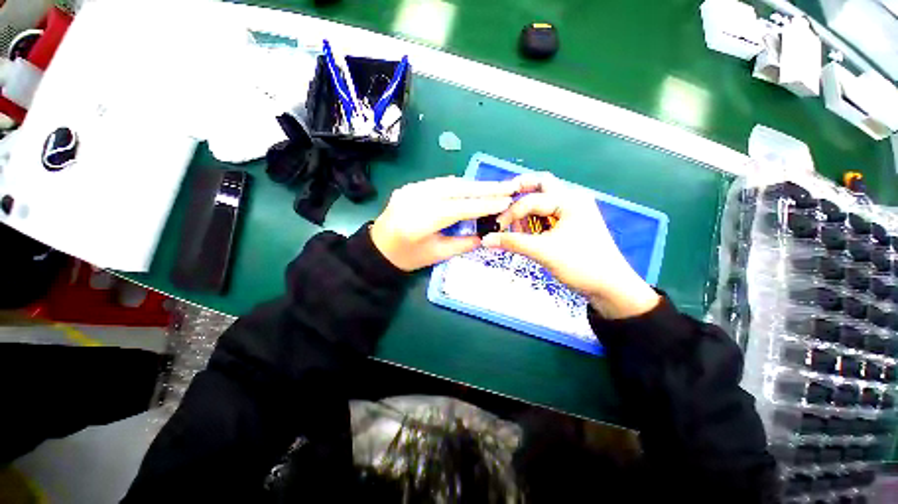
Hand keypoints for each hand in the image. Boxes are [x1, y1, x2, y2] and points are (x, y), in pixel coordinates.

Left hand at [370, 177, 516, 271]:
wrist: (378, 249)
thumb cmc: (408, 257)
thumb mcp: (437, 254)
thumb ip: (463, 243)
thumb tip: (487, 234)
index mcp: (419, 222)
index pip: (458, 208)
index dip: (483, 204)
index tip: (506, 201)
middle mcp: (414, 200)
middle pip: (456, 190)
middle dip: (485, 188)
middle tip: (508, 186)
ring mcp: (410, 190)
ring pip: (449, 183)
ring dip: (474, 185)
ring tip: (496, 186)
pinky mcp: (410, 186)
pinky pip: (439, 183)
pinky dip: (458, 185)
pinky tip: (472, 187)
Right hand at [481, 173, 659, 318]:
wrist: (609, 287)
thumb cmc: (581, 265)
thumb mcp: (544, 252)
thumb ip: (513, 243)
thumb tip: (486, 239)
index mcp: (569, 201)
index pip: (531, 200)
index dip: (510, 214)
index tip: (495, 228)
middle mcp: (572, 200)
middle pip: (542, 185)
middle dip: (521, 191)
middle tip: (502, 201)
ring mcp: (572, 212)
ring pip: (543, 200)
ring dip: (526, 210)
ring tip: (516, 229)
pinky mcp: (570, 224)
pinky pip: (547, 215)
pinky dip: (533, 221)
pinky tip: (526, 234)